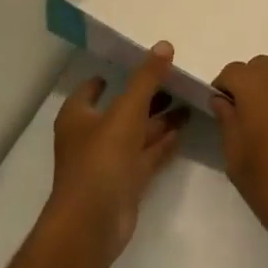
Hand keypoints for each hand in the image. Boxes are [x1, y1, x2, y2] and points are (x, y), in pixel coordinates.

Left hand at [44, 41, 184, 267]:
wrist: (93, 223)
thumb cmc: (101, 159)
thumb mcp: (126, 111)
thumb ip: (146, 79)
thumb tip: (164, 45)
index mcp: (79, 117)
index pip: (91, 90)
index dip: (108, 78)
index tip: (133, 65)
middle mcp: (91, 137)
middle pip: (121, 110)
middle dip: (145, 97)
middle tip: (174, 80)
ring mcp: (109, 162)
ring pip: (137, 134)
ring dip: (159, 120)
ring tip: (188, 102)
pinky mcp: (125, 183)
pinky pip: (147, 156)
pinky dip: (162, 144)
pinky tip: (183, 131)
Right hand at [211, 55, 267, 267]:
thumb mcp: (235, 156)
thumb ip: (227, 120)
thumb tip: (223, 100)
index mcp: (259, 88)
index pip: (233, 71)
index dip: (222, 88)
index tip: (218, 111)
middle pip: (260, 67)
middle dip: (246, 83)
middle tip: (239, 116)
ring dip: (267, 90)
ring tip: (262, 126)